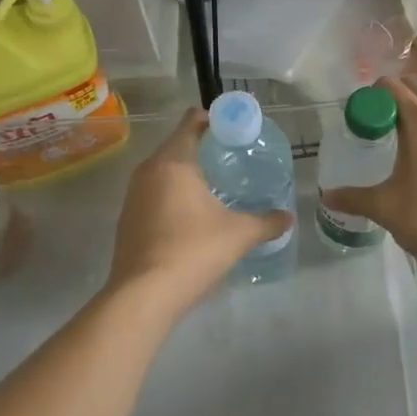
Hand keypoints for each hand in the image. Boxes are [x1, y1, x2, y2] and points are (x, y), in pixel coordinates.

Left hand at [107, 108, 293, 316]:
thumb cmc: (192, 251)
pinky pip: (155, 194)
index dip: (214, 120)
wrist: (143, 295)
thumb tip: (288, 217)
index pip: (191, 122)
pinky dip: (174, 195)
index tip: (236, 130)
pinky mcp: (127, 219)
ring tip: (217, 186)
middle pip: (177, 145)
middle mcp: (148, 171)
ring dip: (188, 174)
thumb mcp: (239, 234)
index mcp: (173, 161)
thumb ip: (267, 222)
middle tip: (234, 159)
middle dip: (204, 148)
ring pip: (164, 171)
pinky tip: (194, 215)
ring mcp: (133, 196)